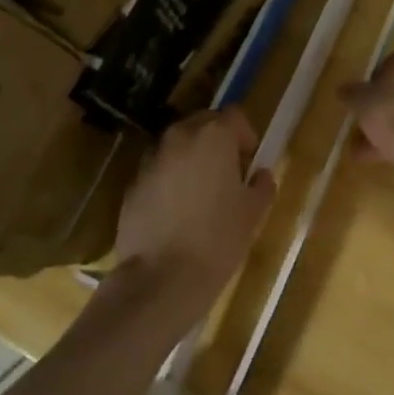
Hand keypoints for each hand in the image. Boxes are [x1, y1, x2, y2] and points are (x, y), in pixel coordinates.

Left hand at [113, 109, 274, 321]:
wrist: (161, 278)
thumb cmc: (218, 239)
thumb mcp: (253, 212)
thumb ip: (261, 185)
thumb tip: (260, 175)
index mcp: (213, 136)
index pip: (235, 116)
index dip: (246, 136)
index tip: (249, 163)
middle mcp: (179, 138)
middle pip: (203, 124)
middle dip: (217, 142)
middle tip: (228, 174)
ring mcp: (151, 160)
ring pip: (177, 146)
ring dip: (191, 159)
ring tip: (201, 194)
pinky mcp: (132, 185)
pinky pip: (158, 171)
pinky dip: (170, 180)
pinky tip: (177, 212)